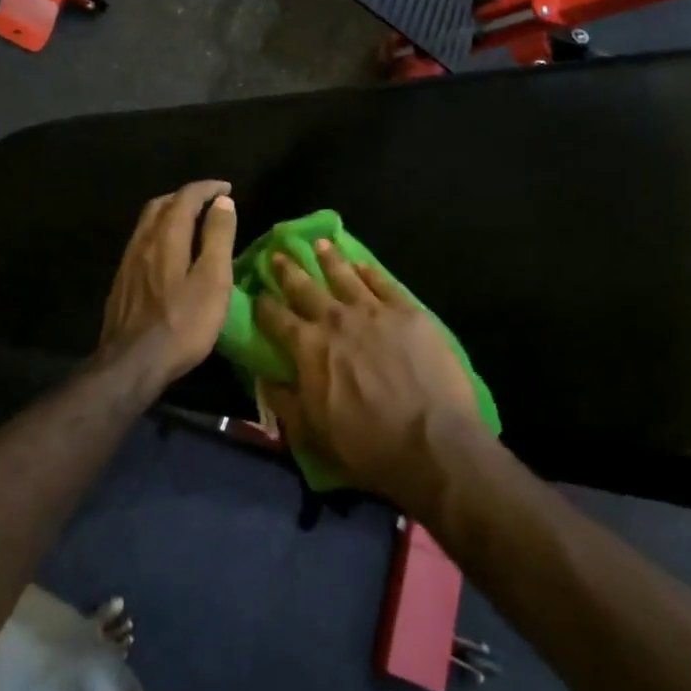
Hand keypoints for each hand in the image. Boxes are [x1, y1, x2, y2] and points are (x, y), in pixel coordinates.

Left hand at [98, 181, 237, 390]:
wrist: (132, 363)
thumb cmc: (182, 322)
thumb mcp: (213, 279)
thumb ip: (218, 237)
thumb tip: (223, 202)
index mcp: (167, 236)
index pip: (185, 197)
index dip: (207, 188)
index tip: (226, 189)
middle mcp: (143, 241)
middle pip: (160, 204)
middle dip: (185, 197)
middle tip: (208, 203)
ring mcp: (128, 262)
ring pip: (147, 223)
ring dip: (169, 214)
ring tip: (190, 223)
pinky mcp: (121, 282)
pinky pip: (140, 243)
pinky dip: (158, 234)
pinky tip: (167, 254)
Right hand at [256, 241, 484, 510]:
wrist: (432, 443)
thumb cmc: (367, 445)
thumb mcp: (312, 433)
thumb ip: (284, 402)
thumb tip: (263, 378)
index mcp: (308, 347)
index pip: (276, 317)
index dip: (264, 304)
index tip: (257, 292)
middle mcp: (336, 319)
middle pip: (306, 287)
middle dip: (289, 270)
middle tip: (280, 252)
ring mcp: (373, 311)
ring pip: (344, 275)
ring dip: (329, 259)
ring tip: (320, 245)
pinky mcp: (407, 311)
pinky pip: (383, 282)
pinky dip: (369, 270)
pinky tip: (362, 264)